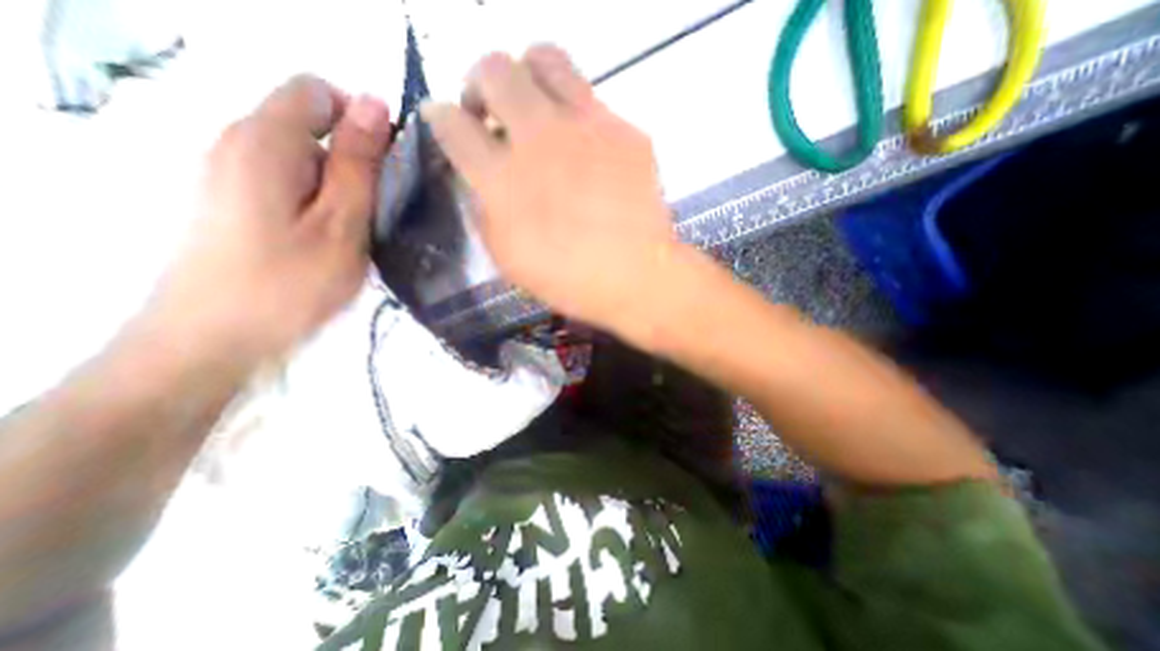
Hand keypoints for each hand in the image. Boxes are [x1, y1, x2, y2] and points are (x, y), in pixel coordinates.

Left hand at [148, 77, 391, 365]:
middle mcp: (240, 142)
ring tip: (361, 231)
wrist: (213, 339)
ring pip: (306, 157)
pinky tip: (334, 238)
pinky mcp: (236, 201)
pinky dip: (322, 200)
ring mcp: (233, 172)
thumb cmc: (289, 283)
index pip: (318, 91)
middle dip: (356, 158)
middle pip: (312, 124)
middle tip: (379, 210)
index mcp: (266, 140)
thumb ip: (358, 163)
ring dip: (343, 185)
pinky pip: (292, 181)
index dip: (362, 119)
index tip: (389, 167)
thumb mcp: (342, 223)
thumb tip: (375, 105)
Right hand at [424, 43, 681, 333]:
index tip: (449, 126)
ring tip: (533, 109)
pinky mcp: (624, 131)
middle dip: (480, 86)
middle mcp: (539, 140)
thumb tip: (481, 180)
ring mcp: (586, 128)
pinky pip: (591, 98)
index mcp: (503, 181)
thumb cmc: (569, 280)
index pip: (450, 123)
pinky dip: (574, 113)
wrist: (635, 277)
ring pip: (544, 59)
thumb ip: (485, 212)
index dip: (441, 120)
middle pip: (492, 70)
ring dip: (526, 78)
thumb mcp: (508, 259)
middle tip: (490, 114)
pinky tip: (581, 145)